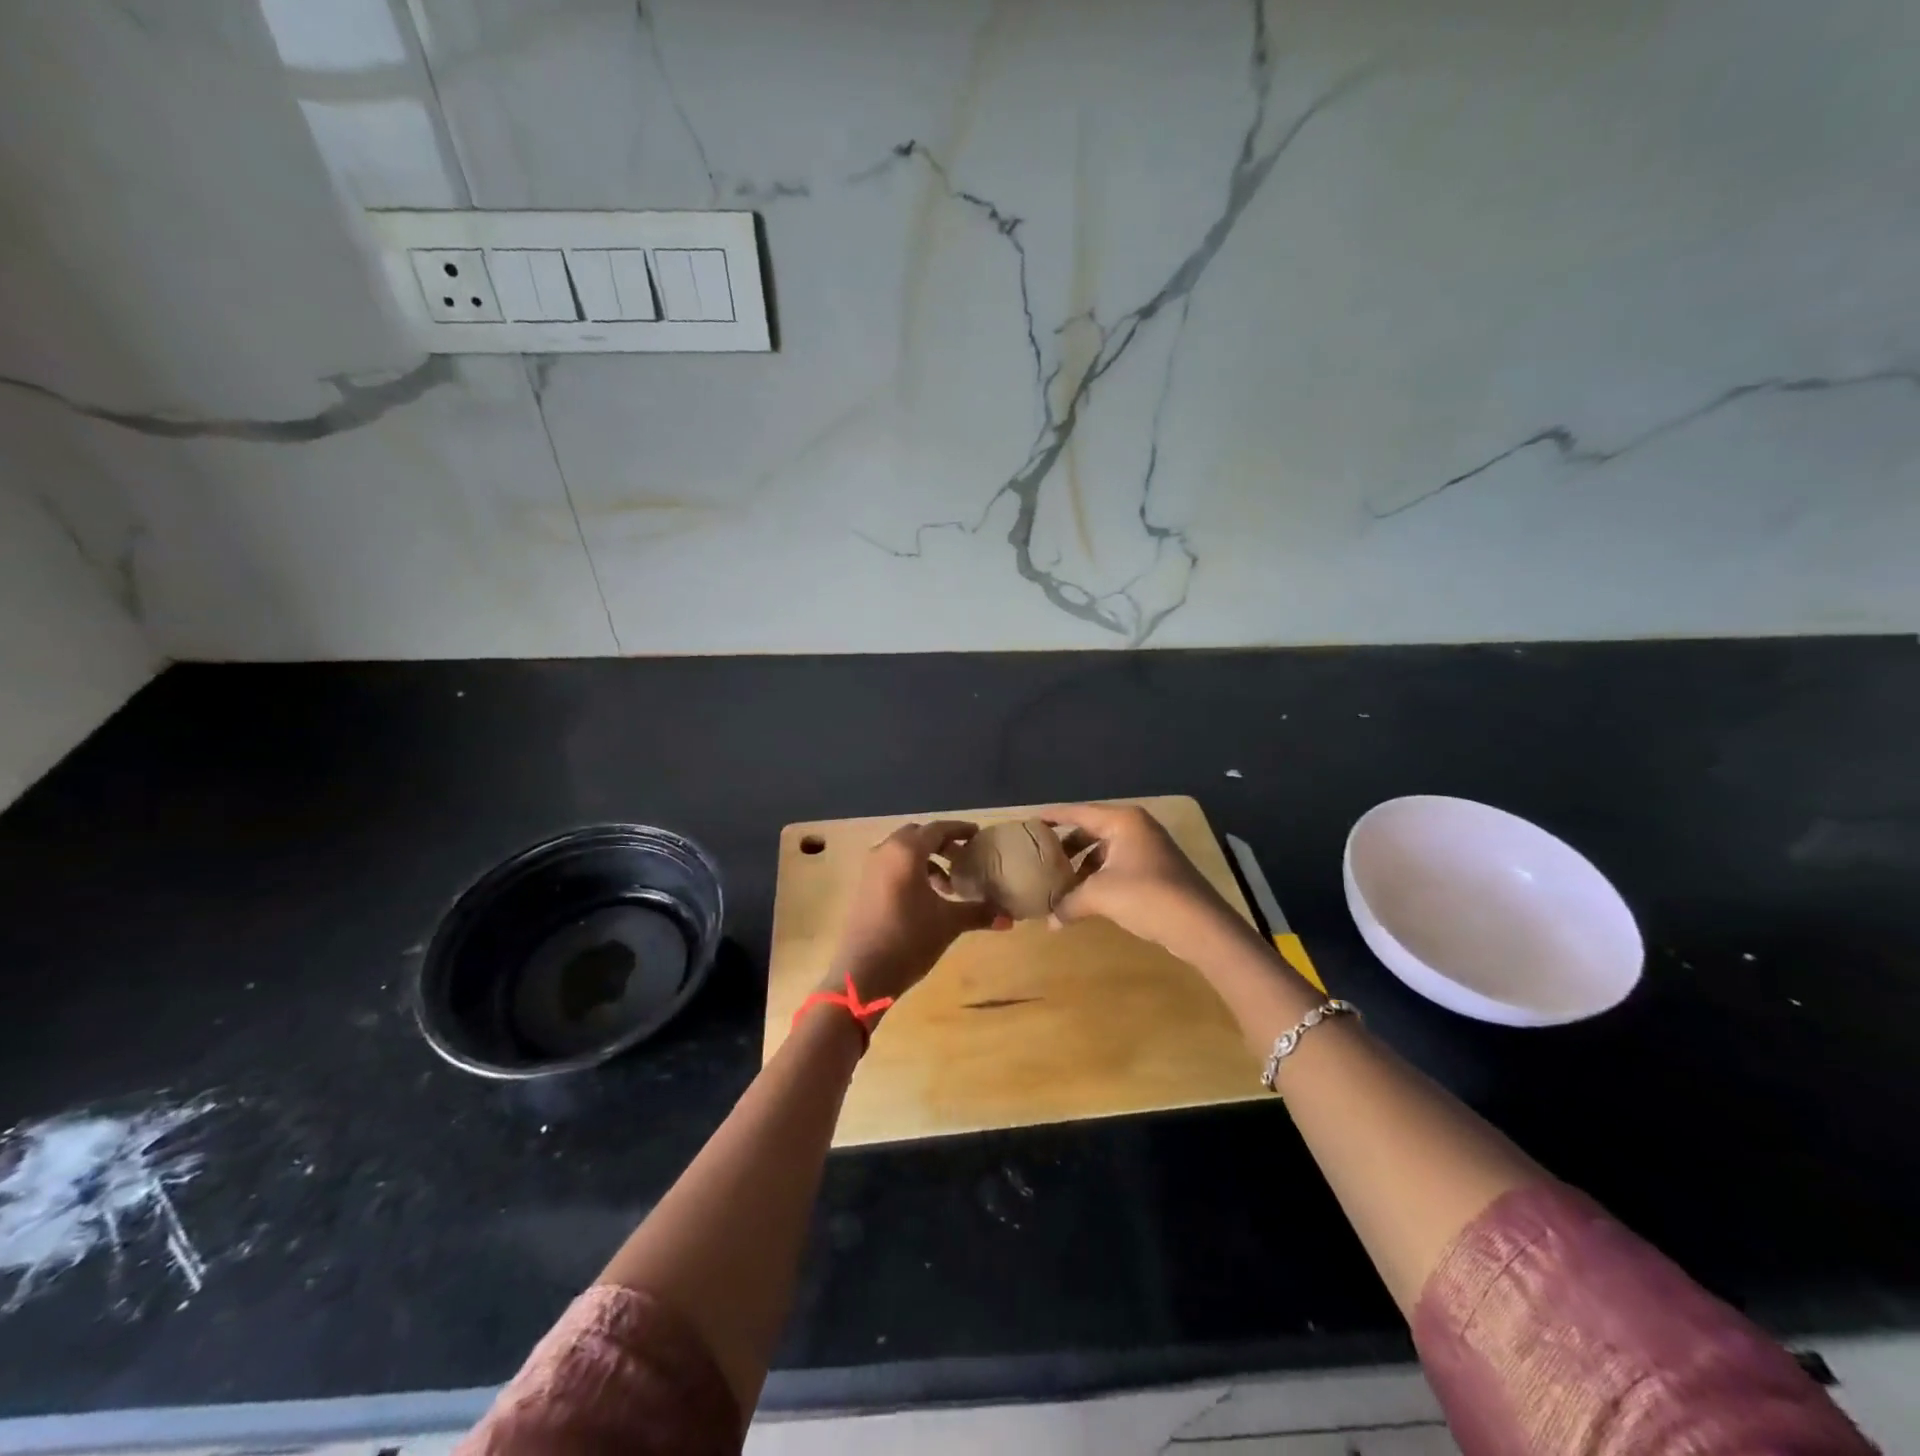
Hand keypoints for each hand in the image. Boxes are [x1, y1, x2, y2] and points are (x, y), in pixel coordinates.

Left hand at [829, 821, 1008, 1004]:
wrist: (862, 973)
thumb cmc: (908, 939)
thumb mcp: (948, 924)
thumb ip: (979, 913)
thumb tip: (1010, 918)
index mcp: (906, 852)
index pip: (937, 829)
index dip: (959, 830)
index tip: (978, 835)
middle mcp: (886, 851)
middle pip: (918, 836)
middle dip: (942, 844)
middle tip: (964, 859)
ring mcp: (871, 868)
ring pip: (903, 851)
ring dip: (927, 860)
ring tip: (948, 885)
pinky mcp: (864, 886)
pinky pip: (892, 866)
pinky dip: (911, 871)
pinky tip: (926, 897)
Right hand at [1046, 802, 1253, 958]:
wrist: (1200, 925)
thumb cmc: (1145, 895)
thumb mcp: (1099, 895)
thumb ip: (1069, 903)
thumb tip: (1049, 921)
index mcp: (1122, 821)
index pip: (1078, 812)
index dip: (1053, 816)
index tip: (1030, 821)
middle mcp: (1136, 828)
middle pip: (1092, 830)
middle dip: (1067, 846)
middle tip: (1042, 857)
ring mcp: (1149, 849)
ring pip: (1106, 851)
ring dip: (1083, 866)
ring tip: (1061, 883)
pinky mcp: (1157, 870)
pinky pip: (1119, 865)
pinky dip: (1100, 877)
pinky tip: (1088, 897)